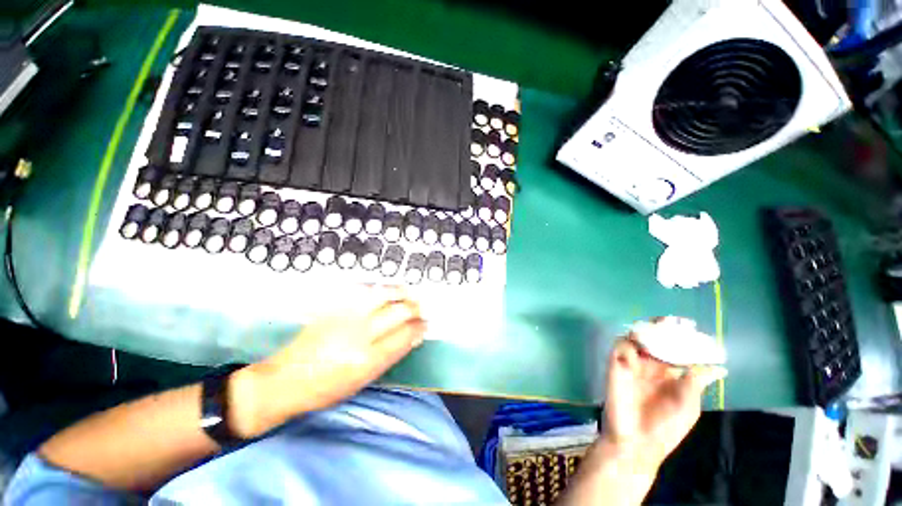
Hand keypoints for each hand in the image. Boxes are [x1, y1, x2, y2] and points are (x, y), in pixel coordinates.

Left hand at [230, 287, 425, 437]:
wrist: (283, 381)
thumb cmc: (325, 390)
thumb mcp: (362, 381)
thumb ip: (389, 357)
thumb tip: (410, 337)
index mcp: (368, 359)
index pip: (405, 335)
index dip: (420, 327)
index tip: (425, 324)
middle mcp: (360, 334)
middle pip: (398, 312)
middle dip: (415, 308)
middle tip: (421, 309)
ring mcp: (346, 317)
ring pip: (382, 295)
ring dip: (400, 292)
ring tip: (408, 293)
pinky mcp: (334, 308)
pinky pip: (363, 291)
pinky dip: (379, 289)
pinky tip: (385, 290)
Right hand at [600, 338, 725, 472]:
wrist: (637, 441)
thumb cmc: (667, 426)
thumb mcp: (688, 405)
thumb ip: (696, 382)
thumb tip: (719, 368)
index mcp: (669, 373)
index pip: (675, 348)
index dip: (682, 337)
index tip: (691, 326)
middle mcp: (650, 365)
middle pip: (655, 339)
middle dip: (663, 328)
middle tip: (674, 321)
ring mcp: (632, 364)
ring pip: (635, 338)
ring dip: (644, 331)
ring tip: (656, 329)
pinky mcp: (616, 365)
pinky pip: (620, 347)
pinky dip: (628, 343)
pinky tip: (639, 348)